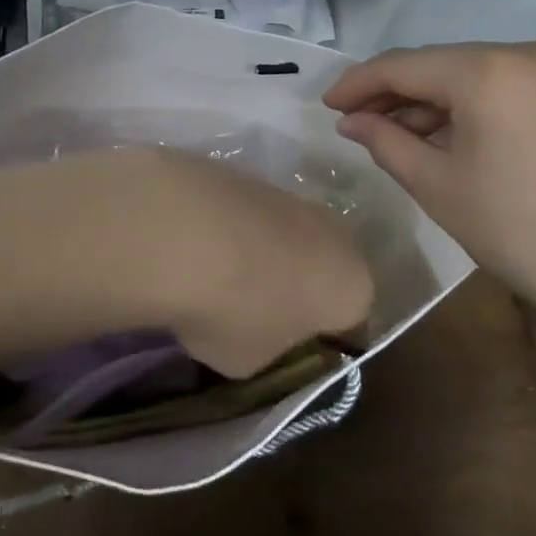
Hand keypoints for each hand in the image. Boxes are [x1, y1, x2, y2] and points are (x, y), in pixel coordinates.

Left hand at [108, 149, 374, 379]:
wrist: (180, 230)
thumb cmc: (233, 311)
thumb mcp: (254, 361)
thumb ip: (271, 347)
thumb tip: (261, 330)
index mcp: (354, 287)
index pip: (351, 325)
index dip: (320, 344)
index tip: (289, 354)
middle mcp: (335, 234)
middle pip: (323, 269)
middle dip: (297, 289)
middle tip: (258, 314)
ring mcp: (291, 196)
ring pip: (287, 236)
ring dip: (264, 255)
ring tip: (221, 278)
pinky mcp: (249, 173)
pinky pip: (250, 216)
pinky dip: (234, 230)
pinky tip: (200, 247)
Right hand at [323, 42, 535, 349]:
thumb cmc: (526, 234)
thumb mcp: (440, 188)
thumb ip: (386, 142)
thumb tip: (352, 121)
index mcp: (489, 70)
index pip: (404, 65)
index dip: (359, 83)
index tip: (328, 105)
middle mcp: (532, 52)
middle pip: (445, 65)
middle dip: (400, 94)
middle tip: (363, 125)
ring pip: (483, 76)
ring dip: (441, 103)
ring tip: (408, 138)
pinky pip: (518, 88)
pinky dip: (482, 107)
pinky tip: (464, 139)